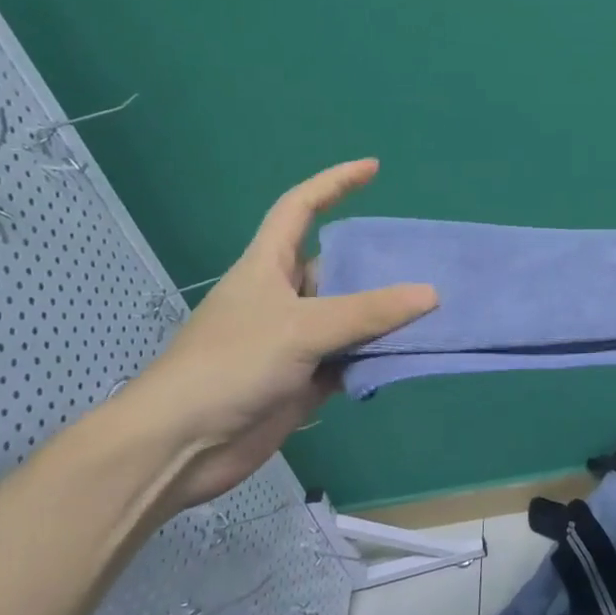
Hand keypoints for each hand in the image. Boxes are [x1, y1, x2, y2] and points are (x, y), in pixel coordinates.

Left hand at [114, 159, 436, 511]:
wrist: (180, 447)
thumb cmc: (231, 365)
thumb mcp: (302, 328)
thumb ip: (368, 311)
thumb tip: (431, 294)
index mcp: (268, 265)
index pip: (300, 207)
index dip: (334, 183)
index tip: (373, 168)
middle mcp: (283, 296)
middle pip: (338, 267)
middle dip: (378, 263)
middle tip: (428, 260)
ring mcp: (294, 340)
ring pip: (350, 317)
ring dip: (385, 317)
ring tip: (435, 308)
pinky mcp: (303, 380)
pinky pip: (351, 359)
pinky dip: (376, 357)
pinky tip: (409, 355)